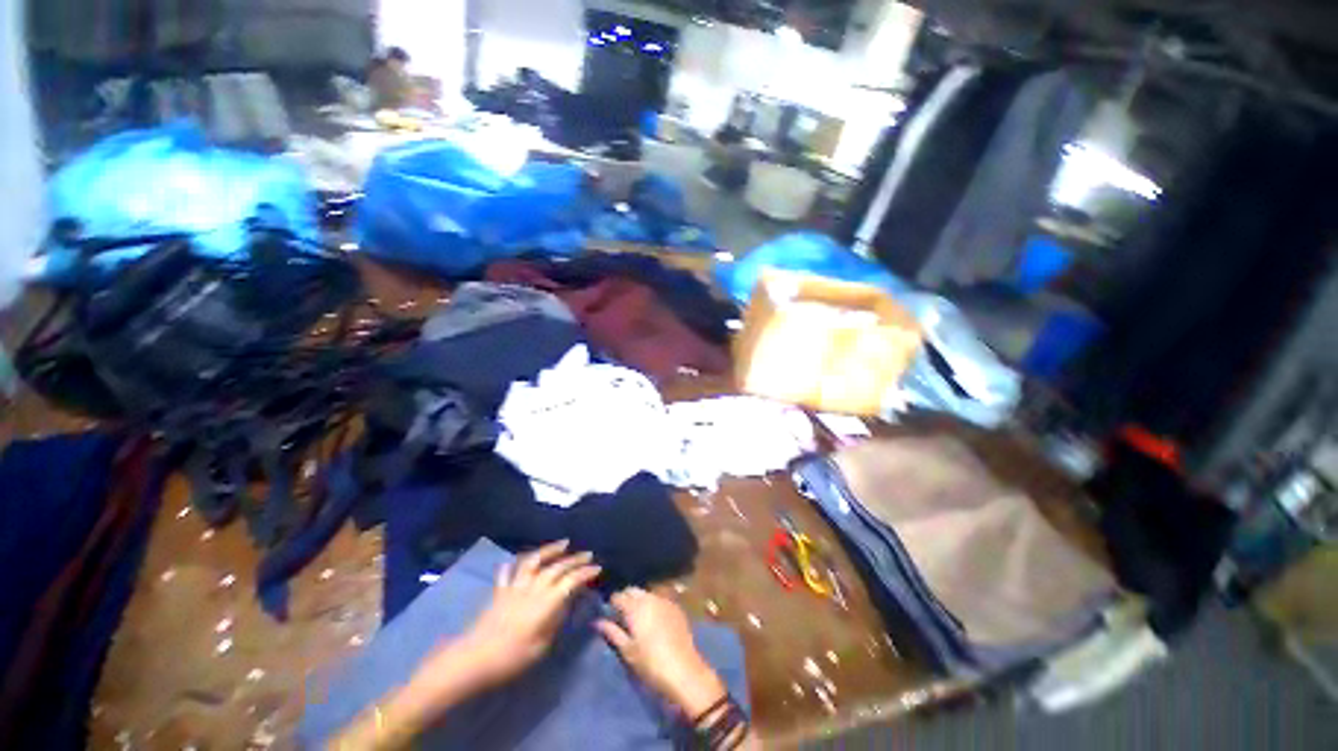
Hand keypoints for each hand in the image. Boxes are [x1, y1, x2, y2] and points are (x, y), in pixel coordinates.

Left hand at [437, 540, 601, 688]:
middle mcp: (533, 588)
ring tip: (563, 543)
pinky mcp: (500, 591)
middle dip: (575, 559)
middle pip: (557, 568)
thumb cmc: (512, 658)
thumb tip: (568, 604)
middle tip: (588, 554)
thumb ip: (557, 621)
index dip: (585, 573)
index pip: (571, 581)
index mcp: (546, 602)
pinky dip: (515, 563)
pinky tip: (520, 559)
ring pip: (534, 561)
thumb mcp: (542, 645)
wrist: (474, 659)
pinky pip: (508, 571)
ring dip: (550, 550)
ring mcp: (515, 587)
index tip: (597, 568)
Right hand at [596, 587, 726, 717]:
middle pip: (632, 590)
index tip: (607, 613)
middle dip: (625, 598)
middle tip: (620, 615)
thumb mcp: (627, 651)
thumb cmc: (651, 664)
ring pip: (646, 593)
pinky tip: (652, 618)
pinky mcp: (676, 607)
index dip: (611, 603)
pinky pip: (659, 599)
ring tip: (636, 617)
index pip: (618, 596)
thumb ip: (612, 632)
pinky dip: (652, 604)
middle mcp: (649, 597)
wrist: (684, 671)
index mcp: (635, 607)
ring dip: (639, 600)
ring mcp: (664, 600)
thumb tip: (597, 621)